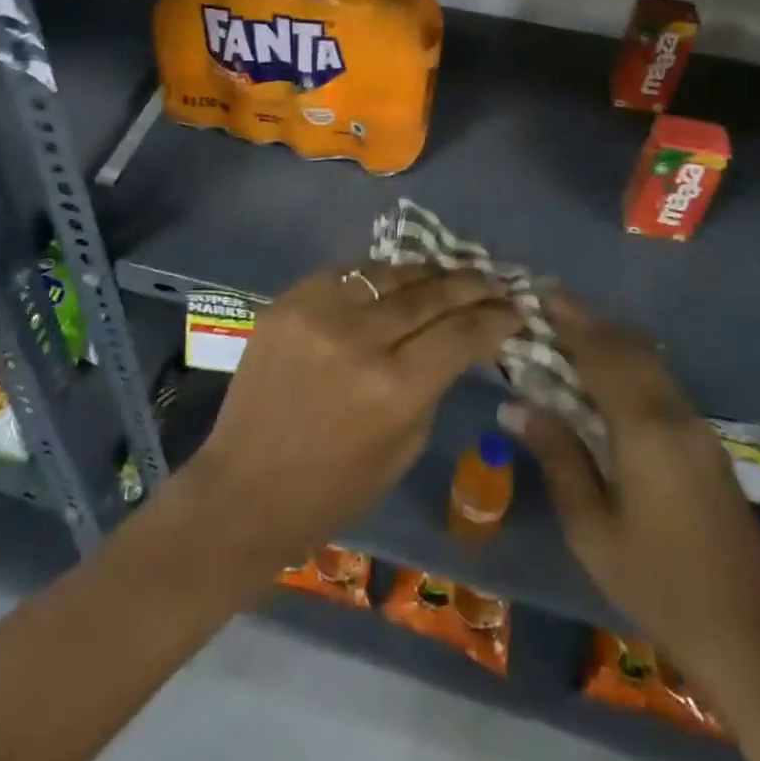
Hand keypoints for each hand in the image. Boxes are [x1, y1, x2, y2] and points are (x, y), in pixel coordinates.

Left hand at [185, 263, 520, 568]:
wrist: (244, 488)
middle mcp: (359, 337)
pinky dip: (376, 276)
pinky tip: (392, 281)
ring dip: (426, 272)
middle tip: (492, 281)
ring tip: (447, 274)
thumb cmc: (334, 488)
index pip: (462, 332)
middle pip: (431, 292)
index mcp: (395, 387)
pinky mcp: (288, 300)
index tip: (515, 309)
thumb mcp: (404, 445)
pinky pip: (346, 273)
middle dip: (470, 284)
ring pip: (389, 272)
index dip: (496, 317)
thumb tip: (459, 340)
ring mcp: (318, 312)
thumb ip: (434, 383)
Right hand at [499, 295, 759, 679]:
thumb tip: (514, 405)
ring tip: (572, 324)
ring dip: (611, 335)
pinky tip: (609, 366)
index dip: (570, 319)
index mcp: (644, 428)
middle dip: (588, 318)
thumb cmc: (657, 582)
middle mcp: (674, 412)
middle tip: (549, 299)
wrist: (750, 634)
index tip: (539, 292)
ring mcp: (697, 424)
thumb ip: (557, 457)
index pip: (601, 354)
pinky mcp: (706, 440)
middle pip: (628, 346)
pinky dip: (630, 358)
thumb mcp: (592, 529)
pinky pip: (660, 379)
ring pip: (649, 359)